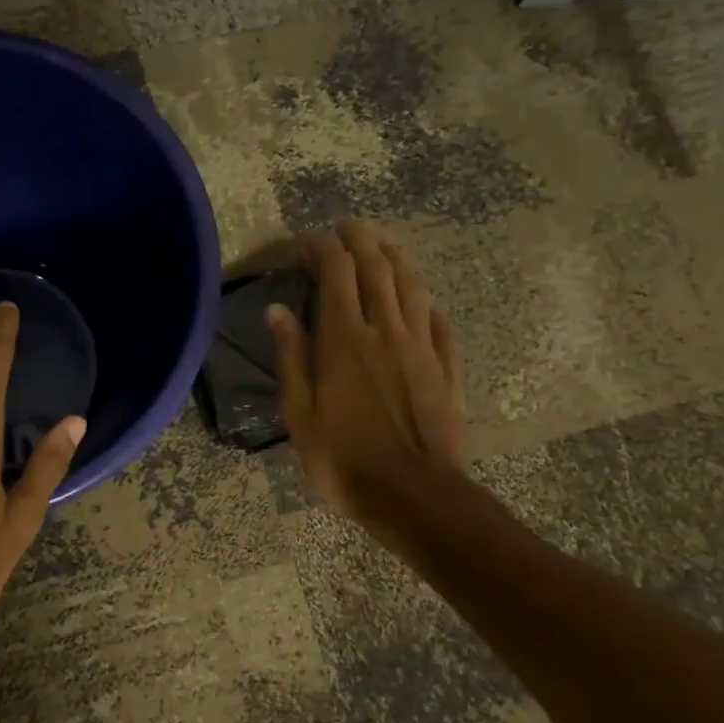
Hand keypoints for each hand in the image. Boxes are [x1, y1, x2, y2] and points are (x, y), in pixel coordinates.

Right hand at [267, 221, 465, 519]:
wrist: (414, 495)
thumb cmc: (344, 458)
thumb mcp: (300, 413)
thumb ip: (291, 357)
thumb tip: (277, 309)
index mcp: (345, 339)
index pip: (336, 273)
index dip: (323, 248)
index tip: (308, 240)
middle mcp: (386, 331)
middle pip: (377, 269)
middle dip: (361, 240)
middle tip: (347, 227)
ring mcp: (422, 348)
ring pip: (412, 287)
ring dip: (397, 259)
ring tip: (384, 246)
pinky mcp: (446, 370)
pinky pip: (440, 324)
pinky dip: (427, 303)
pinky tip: (423, 300)